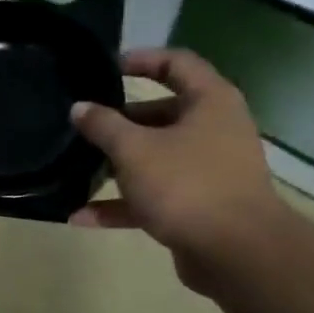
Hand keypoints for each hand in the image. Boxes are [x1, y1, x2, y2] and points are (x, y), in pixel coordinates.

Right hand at [69, 49, 288, 292]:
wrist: (236, 252)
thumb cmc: (186, 185)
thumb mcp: (134, 150)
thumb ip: (103, 126)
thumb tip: (80, 108)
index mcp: (210, 102)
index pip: (176, 63)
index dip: (142, 60)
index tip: (106, 68)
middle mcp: (213, 131)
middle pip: (162, 114)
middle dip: (120, 121)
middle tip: (84, 124)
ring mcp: (207, 171)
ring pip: (155, 159)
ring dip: (116, 166)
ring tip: (77, 169)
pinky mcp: (198, 207)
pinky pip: (153, 198)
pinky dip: (121, 205)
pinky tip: (81, 217)